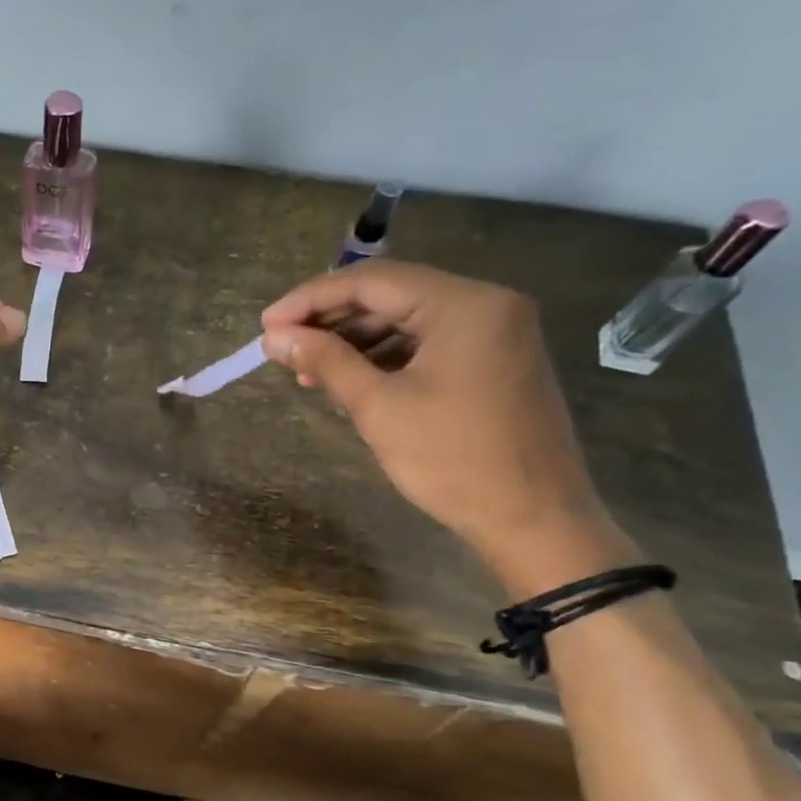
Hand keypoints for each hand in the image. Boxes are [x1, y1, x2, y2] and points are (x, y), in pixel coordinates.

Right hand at [260, 260, 632, 594]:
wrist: (534, 518)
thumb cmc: (452, 460)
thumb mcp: (379, 407)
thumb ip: (326, 362)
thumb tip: (275, 337)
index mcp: (464, 304)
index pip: (372, 281)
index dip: (311, 299)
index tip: (266, 326)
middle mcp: (487, 303)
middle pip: (392, 295)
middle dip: (331, 319)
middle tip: (282, 347)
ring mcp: (496, 332)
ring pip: (408, 319)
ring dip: (355, 340)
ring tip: (308, 370)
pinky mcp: (495, 360)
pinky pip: (429, 343)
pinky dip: (386, 357)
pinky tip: (350, 380)